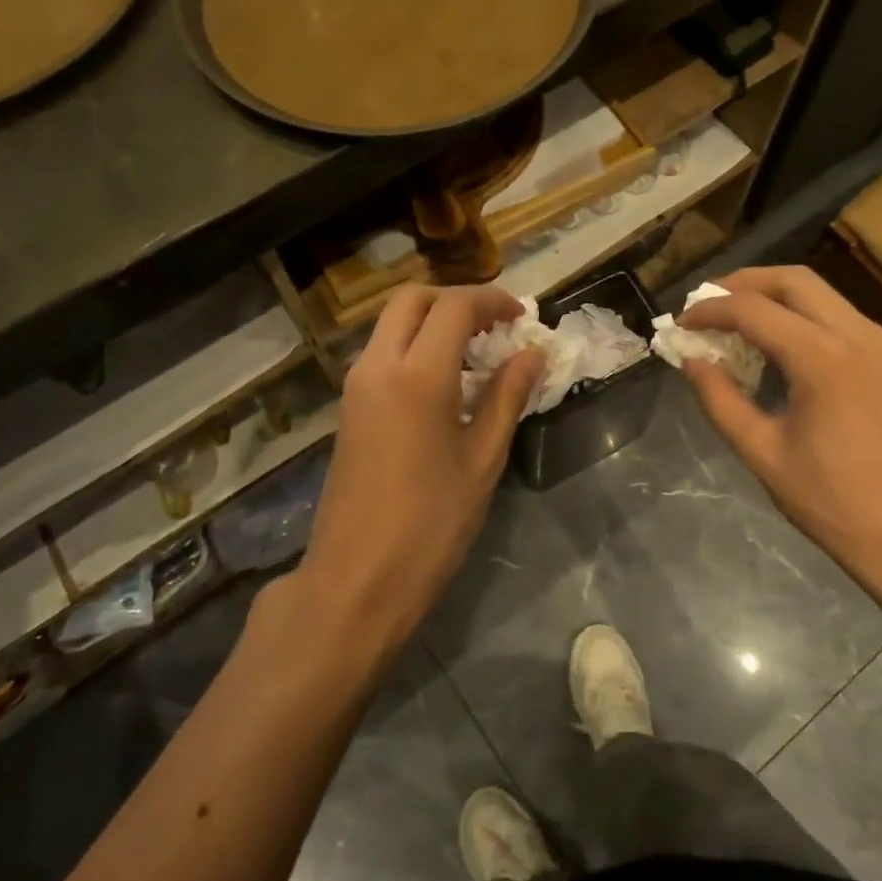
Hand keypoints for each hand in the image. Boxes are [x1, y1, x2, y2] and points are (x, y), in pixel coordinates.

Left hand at [292, 284, 542, 666]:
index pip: (454, 307)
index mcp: (417, 375)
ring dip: (432, 321)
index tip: (520, 316)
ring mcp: (356, 385)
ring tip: (476, 351)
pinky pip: (382, 351)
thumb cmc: (430, 525)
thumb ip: (507, 396)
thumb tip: (532, 354)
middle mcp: (378, 366)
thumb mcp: (482, 459)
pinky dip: (414, 344)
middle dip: (455, 299)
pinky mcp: (349, 407)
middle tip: (494, 325)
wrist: (356, 580)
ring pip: (391, 323)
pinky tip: (445, 379)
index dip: (491, 301)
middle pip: (412, 299)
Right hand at [677, 266, 881, 610]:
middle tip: (706, 303)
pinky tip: (776, 343)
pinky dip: (799, 314)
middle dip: (743, 283)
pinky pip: (837, 315)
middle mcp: (857, 335)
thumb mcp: (763, 454)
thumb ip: (721, 400)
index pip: (753, 310)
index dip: (710, 311)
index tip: (681, 324)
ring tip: (734, 319)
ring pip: (819, 292)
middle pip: (792, 280)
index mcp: (823, 359)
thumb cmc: (835, 504)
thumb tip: (692, 362)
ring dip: (772, 295)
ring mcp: (880, 344)